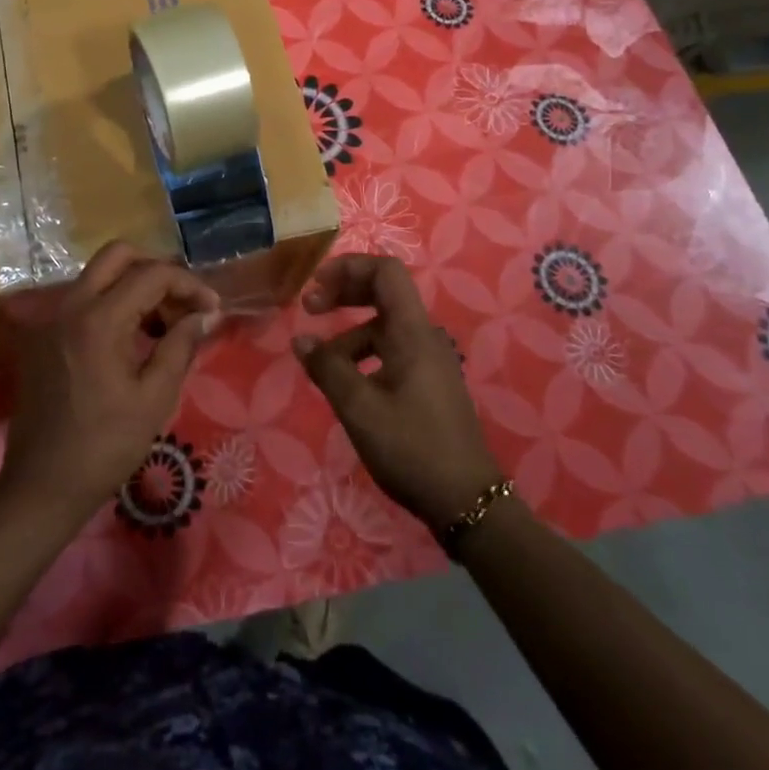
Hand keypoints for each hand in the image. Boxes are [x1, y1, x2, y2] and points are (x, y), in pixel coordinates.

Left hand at [0, 242, 220, 525]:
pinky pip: (82, 301)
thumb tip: (204, 315)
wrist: (41, 486)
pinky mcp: (42, 336)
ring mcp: (50, 319)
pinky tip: (131, 341)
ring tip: (163, 327)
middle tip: (181, 304)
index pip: (152, 274)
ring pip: (98, 276)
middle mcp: (69, 306)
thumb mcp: (154, 398)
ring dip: (134, 287)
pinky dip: (111, 305)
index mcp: (98, 320)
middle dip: (156, 271)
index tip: (211, 308)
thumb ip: (180, 346)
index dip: (189, 284)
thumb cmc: (105, 447)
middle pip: (117, 255)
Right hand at [293, 254, 507, 529]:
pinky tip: (345, 383)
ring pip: (383, 326)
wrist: (467, 502)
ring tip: (319, 362)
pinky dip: (362, 354)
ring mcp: (428, 361)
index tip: (315, 286)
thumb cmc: (412, 447)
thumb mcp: (359, 408)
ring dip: (348, 332)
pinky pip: (390, 351)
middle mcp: (423, 337)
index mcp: (412, 332)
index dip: (348, 267)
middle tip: (309, 308)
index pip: (385, 271)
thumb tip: (301, 340)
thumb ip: (327, 368)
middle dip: (344, 292)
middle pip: (383, 292)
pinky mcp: (428, 384)